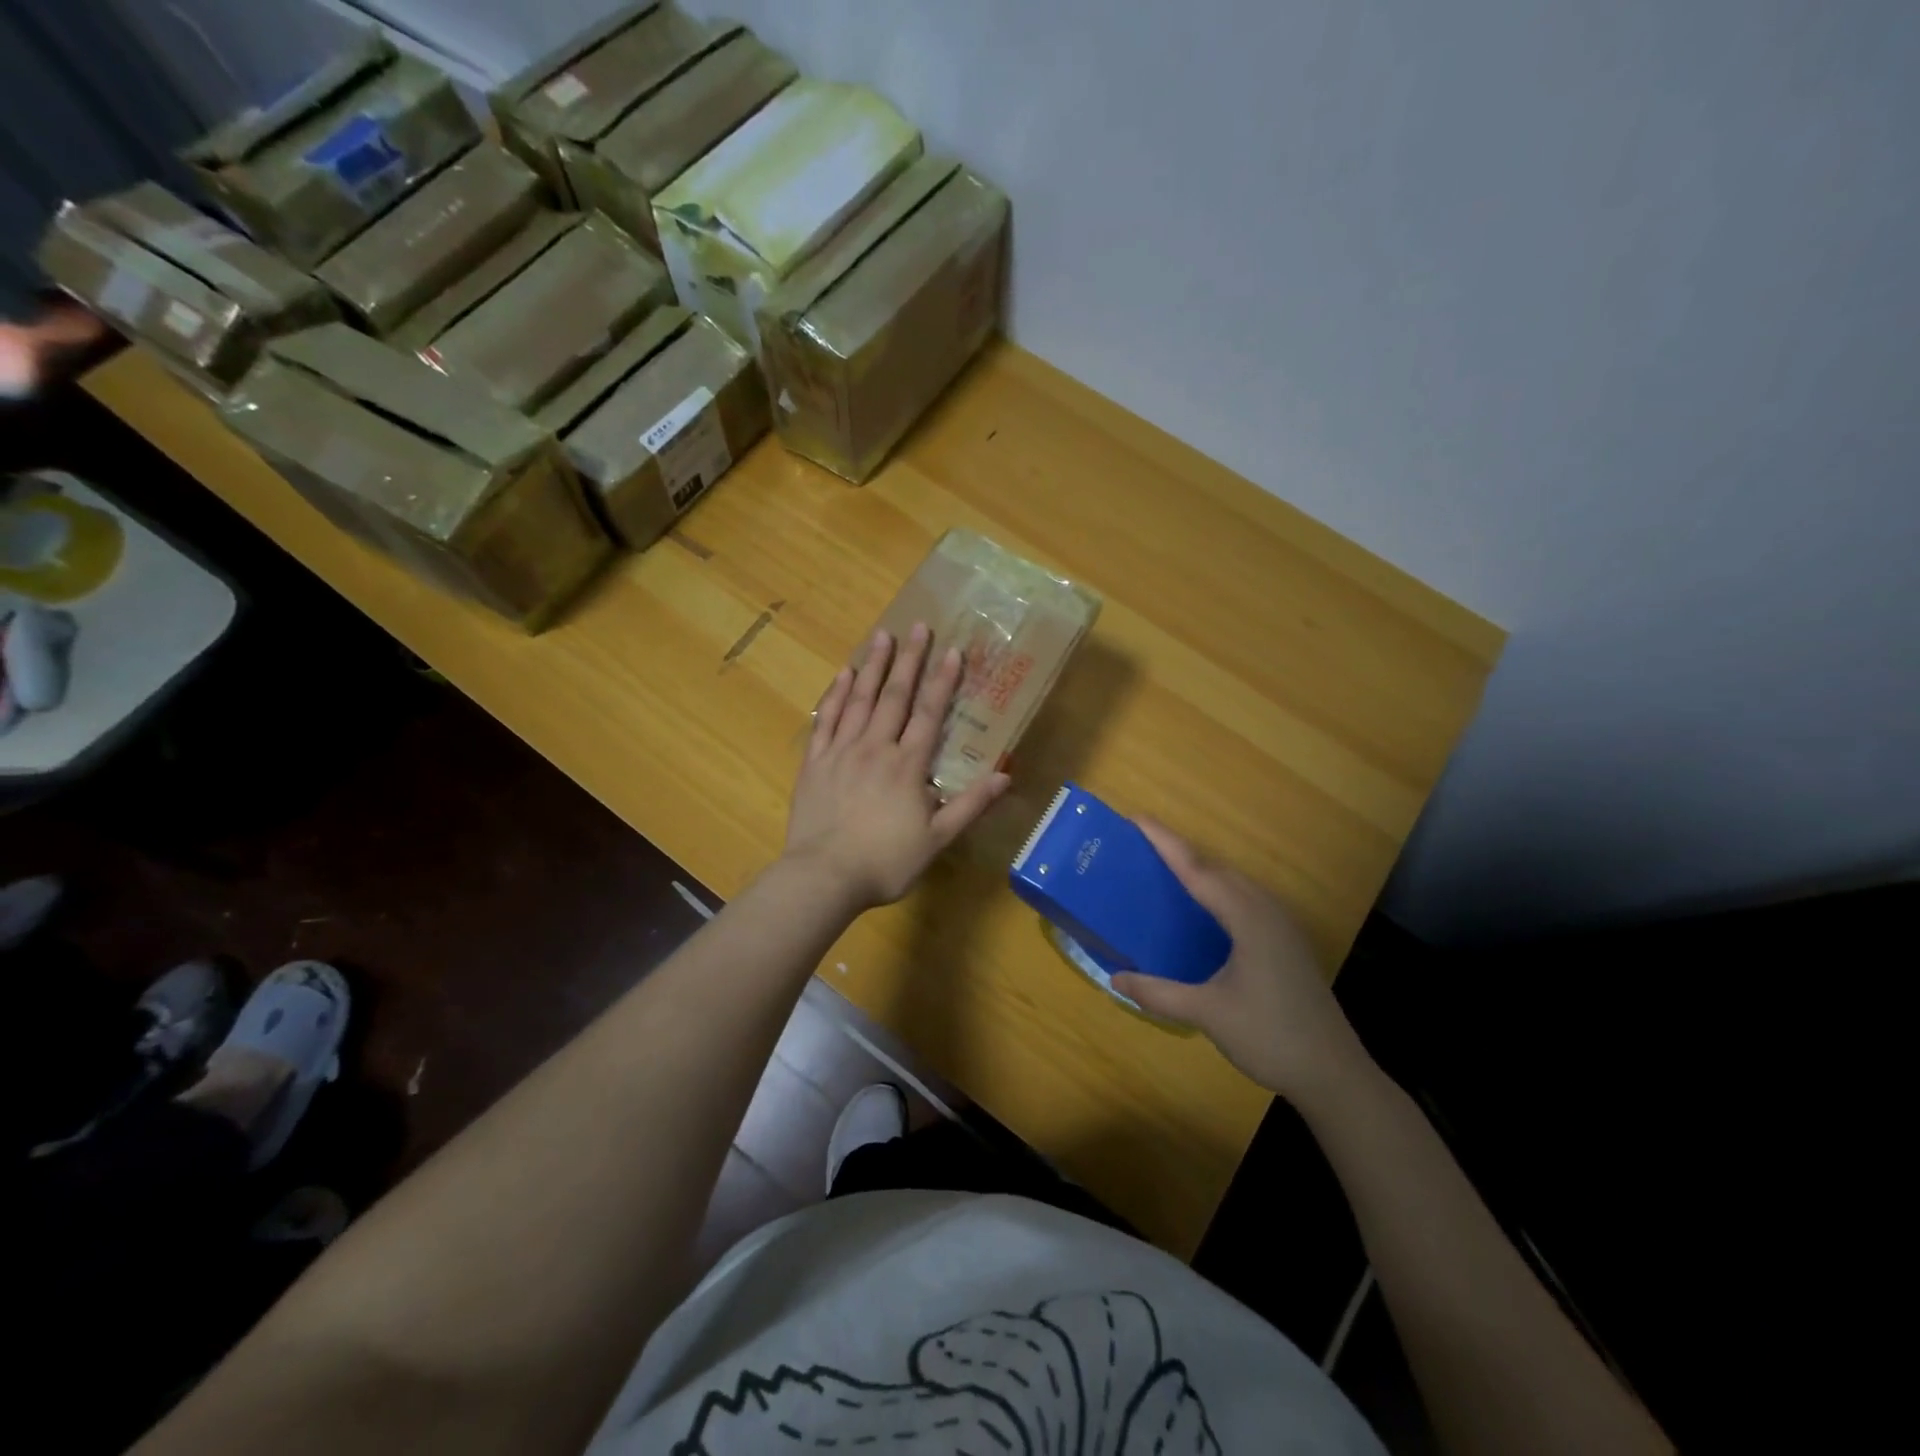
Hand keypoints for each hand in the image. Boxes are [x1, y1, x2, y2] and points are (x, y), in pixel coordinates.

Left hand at [784, 623, 1010, 910]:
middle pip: (894, 696)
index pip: (929, 714)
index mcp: (907, 765)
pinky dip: (836, 695)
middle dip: (908, 660)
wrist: (823, 877)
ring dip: (872, 666)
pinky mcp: (815, 762)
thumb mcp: (937, 840)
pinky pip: (827, 720)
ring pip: (860, 700)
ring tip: (881, 635)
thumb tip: (1005, 776)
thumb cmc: (885, 861)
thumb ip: (970, 806)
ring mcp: (841, 751)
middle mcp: (875, 748)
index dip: (942, 681)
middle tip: (917, 626)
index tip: (952, 650)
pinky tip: (843, 675)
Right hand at [1111, 821, 1369, 1106]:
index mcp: (1247, 918)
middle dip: (1179, 851)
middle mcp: (1266, 910)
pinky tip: (1203, 908)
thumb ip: (1159, 993)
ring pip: (1235, 882)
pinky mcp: (1287, 941)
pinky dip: (1217, 890)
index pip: (1197, 870)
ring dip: (1200, 869)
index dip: (1165, 843)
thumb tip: (1114, 979)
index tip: (1137, 818)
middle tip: (1140, 844)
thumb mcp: (1207, 1014)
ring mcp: (1282, 924)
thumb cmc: (1271, 1037)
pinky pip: (1245, 898)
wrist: (1334, 1074)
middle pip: (1217, 868)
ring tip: (1164, 868)